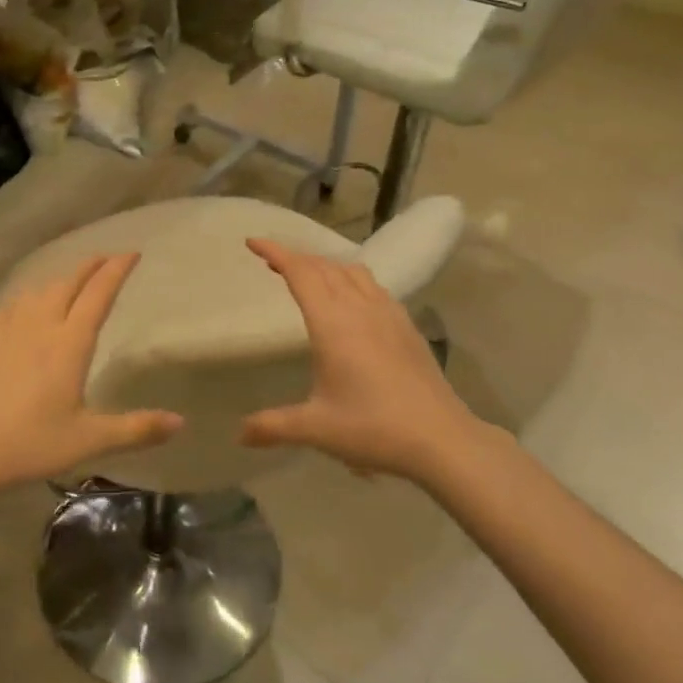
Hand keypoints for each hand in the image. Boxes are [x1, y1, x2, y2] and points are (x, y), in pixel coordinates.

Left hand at [0, 254, 182, 499]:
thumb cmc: (29, 444)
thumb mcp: (88, 441)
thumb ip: (136, 429)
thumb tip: (181, 422)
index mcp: (70, 343)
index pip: (99, 294)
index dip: (117, 270)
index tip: (132, 253)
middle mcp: (40, 325)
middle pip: (68, 282)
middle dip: (90, 266)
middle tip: (106, 259)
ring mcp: (7, 329)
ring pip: (39, 290)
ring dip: (61, 278)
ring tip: (71, 280)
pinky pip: (11, 304)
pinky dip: (28, 295)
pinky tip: (25, 304)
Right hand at [241, 239, 508, 486]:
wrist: (442, 439)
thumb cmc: (374, 428)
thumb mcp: (316, 429)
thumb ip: (273, 426)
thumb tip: (240, 434)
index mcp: (333, 324)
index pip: (300, 273)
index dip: (275, 253)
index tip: (253, 243)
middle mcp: (360, 308)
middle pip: (324, 267)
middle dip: (296, 258)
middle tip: (272, 262)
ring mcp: (389, 314)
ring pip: (352, 272)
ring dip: (325, 266)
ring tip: (309, 277)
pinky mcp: (407, 326)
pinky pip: (373, 287)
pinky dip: (351, 280)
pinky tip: (352, 301)